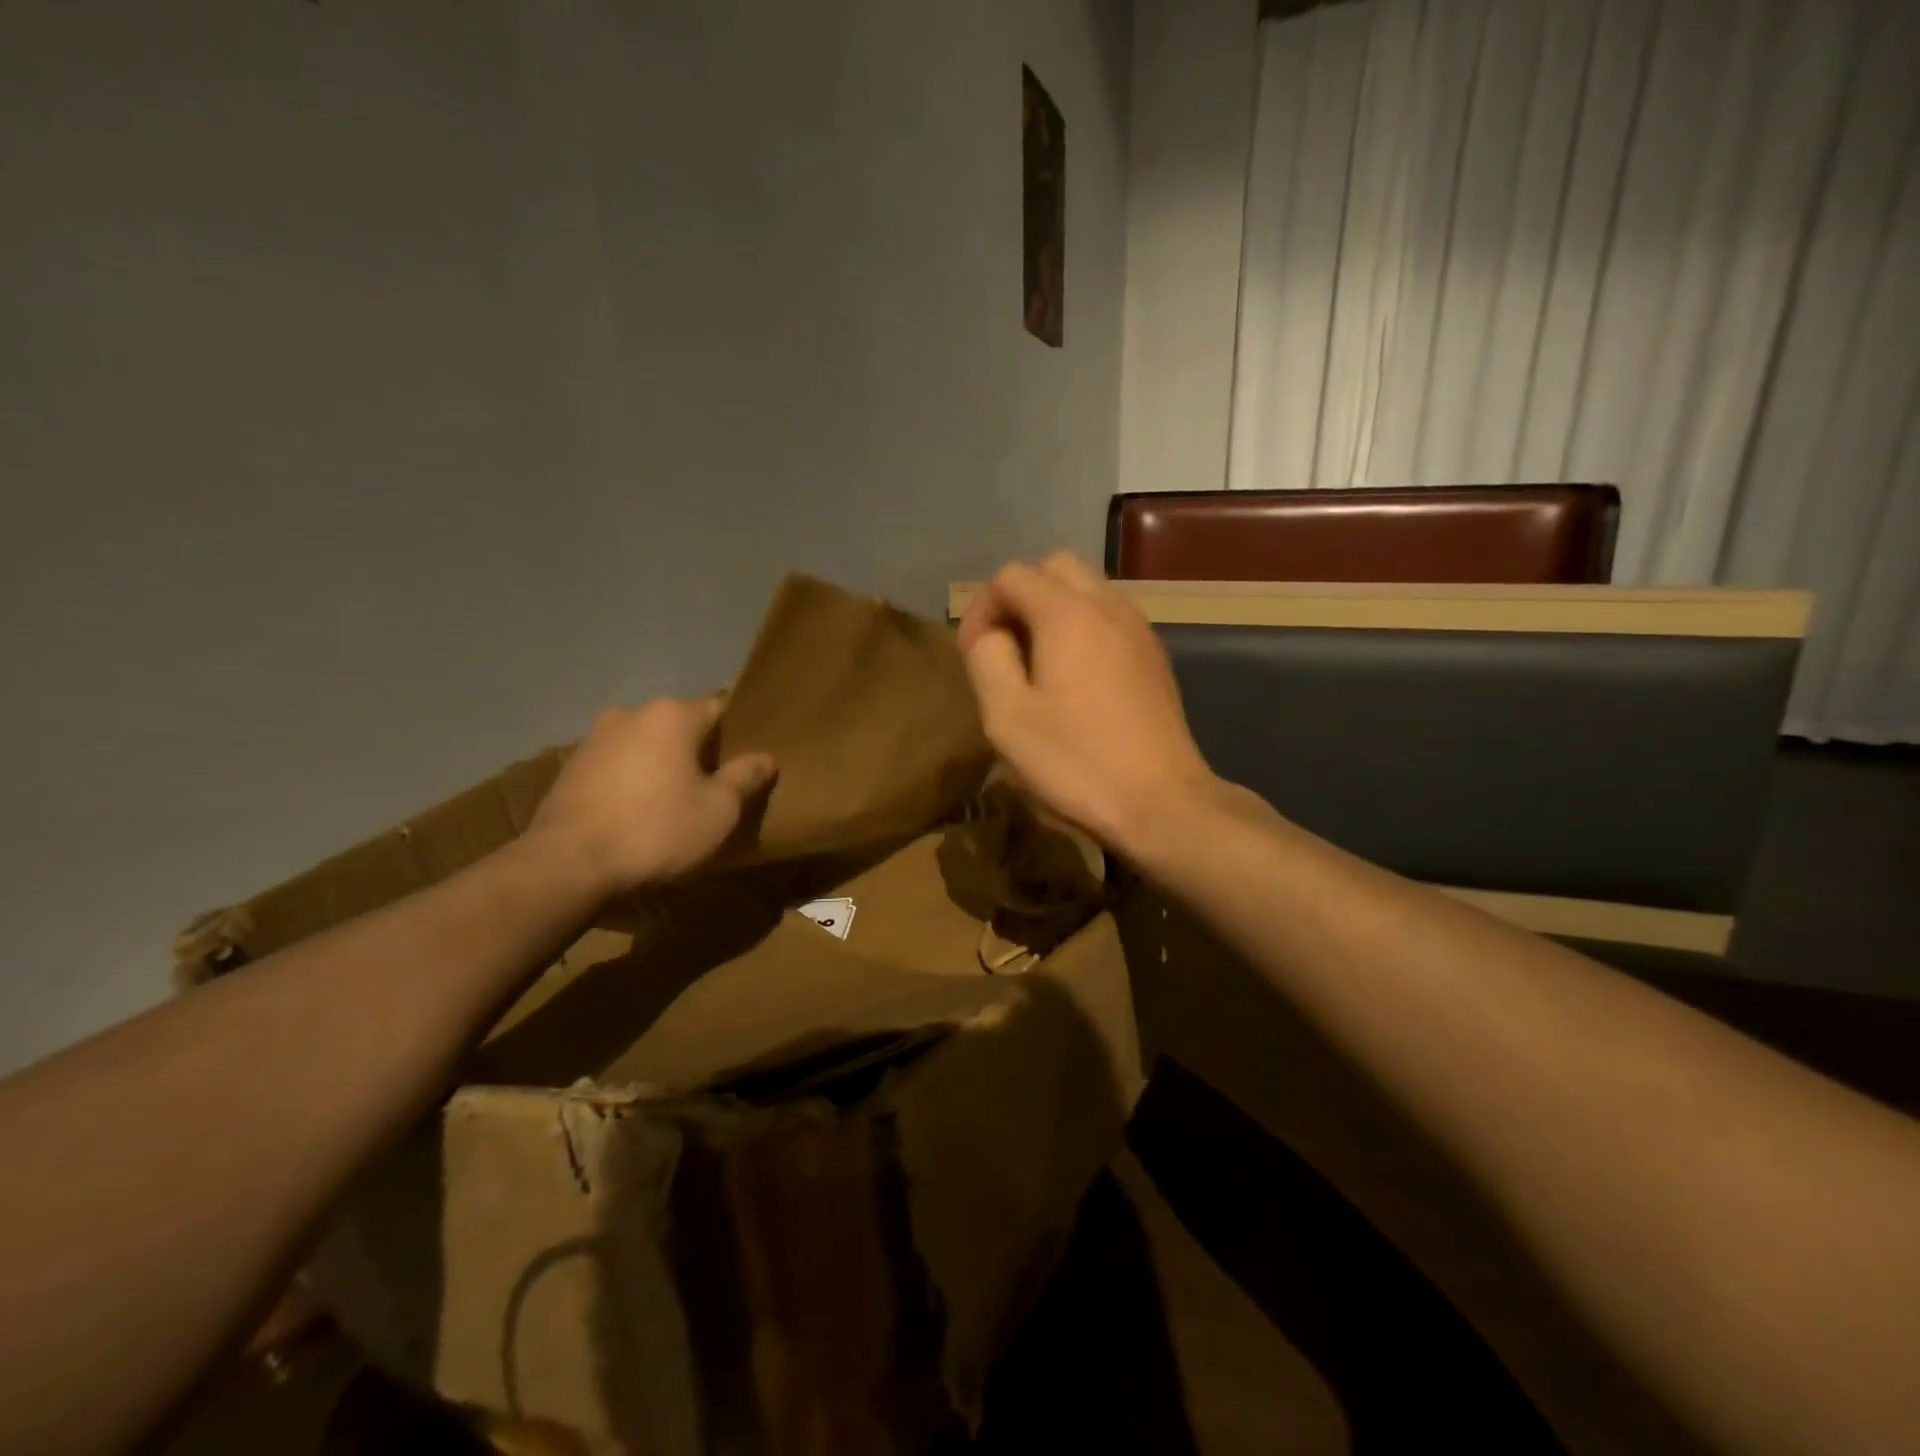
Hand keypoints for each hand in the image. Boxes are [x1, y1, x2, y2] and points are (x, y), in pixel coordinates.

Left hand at [527, 697, 776, 895]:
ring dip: (664, 766)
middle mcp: (630, 713)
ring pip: (647, 745)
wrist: (566, 867)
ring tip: (677, 803)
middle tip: (718, 787)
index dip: (739, 735)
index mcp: (671, 714)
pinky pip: (619, 766)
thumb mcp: (718, 810)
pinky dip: (635, 781)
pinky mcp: (570, 768)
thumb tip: (765, 757)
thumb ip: (745, 778)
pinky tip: (640, 813)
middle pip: (681, 726)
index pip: (720, 708)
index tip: (748, 762)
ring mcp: (594, 739)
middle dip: (700, 751)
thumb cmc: (655, 831)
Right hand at [957, 552, 1214, 856]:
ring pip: (1088, 589)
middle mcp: (1108, 606)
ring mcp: (1138, 629)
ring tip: (1037, 662)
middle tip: (1005, 647)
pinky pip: (1110, 617)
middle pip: (1055, 568)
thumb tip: (992, 636)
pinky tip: (1075, 679)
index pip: (1011, 577)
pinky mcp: (1154, 656)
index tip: (974, 655)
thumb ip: (987, 659)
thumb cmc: (1076, 761)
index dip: (982, 609)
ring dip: (1053, 610)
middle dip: (1020, 597)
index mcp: (1067, 613)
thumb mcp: (1006, 716)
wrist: (1161, 802)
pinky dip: (1083, 628)